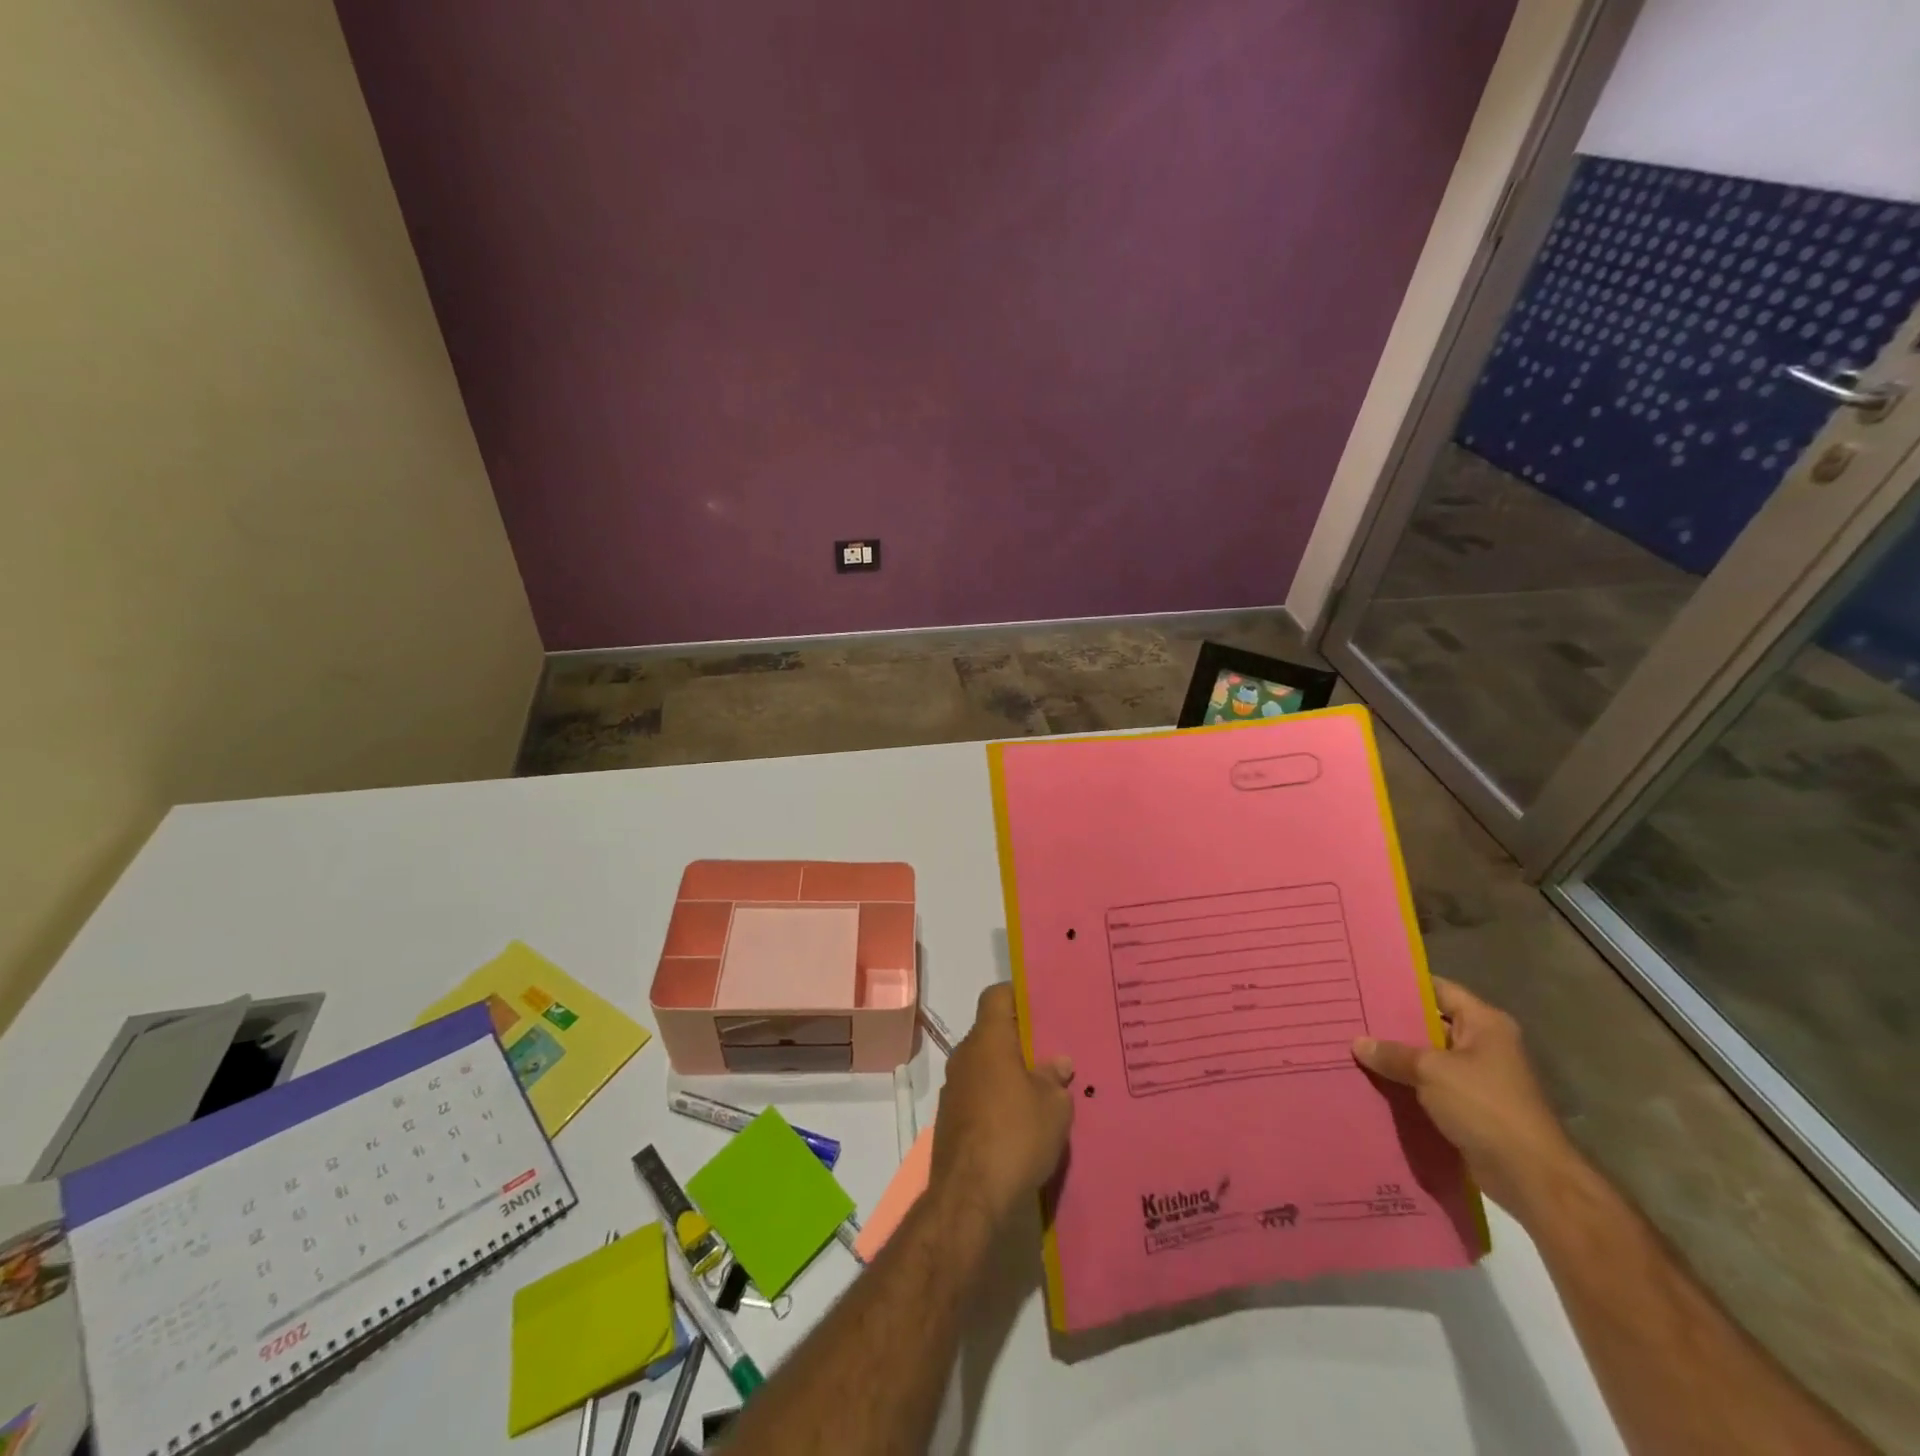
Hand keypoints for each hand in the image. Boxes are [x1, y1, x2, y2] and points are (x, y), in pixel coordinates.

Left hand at [930, 984, 1074, 1224]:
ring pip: (986, 1066)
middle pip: (992, 1033)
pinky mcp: (951, 1120)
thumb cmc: (1015, 1135)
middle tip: (1053, 1051)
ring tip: (1043, 1089)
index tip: (1043, 1005)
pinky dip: (998, 1100)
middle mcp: (965, 1056)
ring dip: (1009, 1073)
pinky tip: (1022, 1121)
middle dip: (1020, 1040)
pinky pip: (979, 1095)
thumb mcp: (1053, 1106)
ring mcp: (954, 1089)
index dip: (1018, 994)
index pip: (996, 996)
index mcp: (988, 1040)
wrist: (969, 1197)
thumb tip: (1057, 1063)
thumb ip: (1055, 1078)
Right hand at [1352, 978, 1580, 1215]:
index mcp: (1484, 1024)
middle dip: (1392, 1023)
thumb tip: (1358, 1042)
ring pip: (1427, 1058)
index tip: (1367, 981)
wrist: (1530, 1177)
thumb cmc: (1485, 1107)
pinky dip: (1406, 1084)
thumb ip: (1393, 1053)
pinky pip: (1430, 1086)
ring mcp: (1478, 1078)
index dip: (1404, 984)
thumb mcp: (1432, 1071)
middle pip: (1429, 1023)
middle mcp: (1483, 1045)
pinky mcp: (1470, 1108)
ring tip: (1353, 1046)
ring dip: (1396, 1057)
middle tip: (1351, 1014)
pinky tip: (1372, 1081)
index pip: (1439, 989)